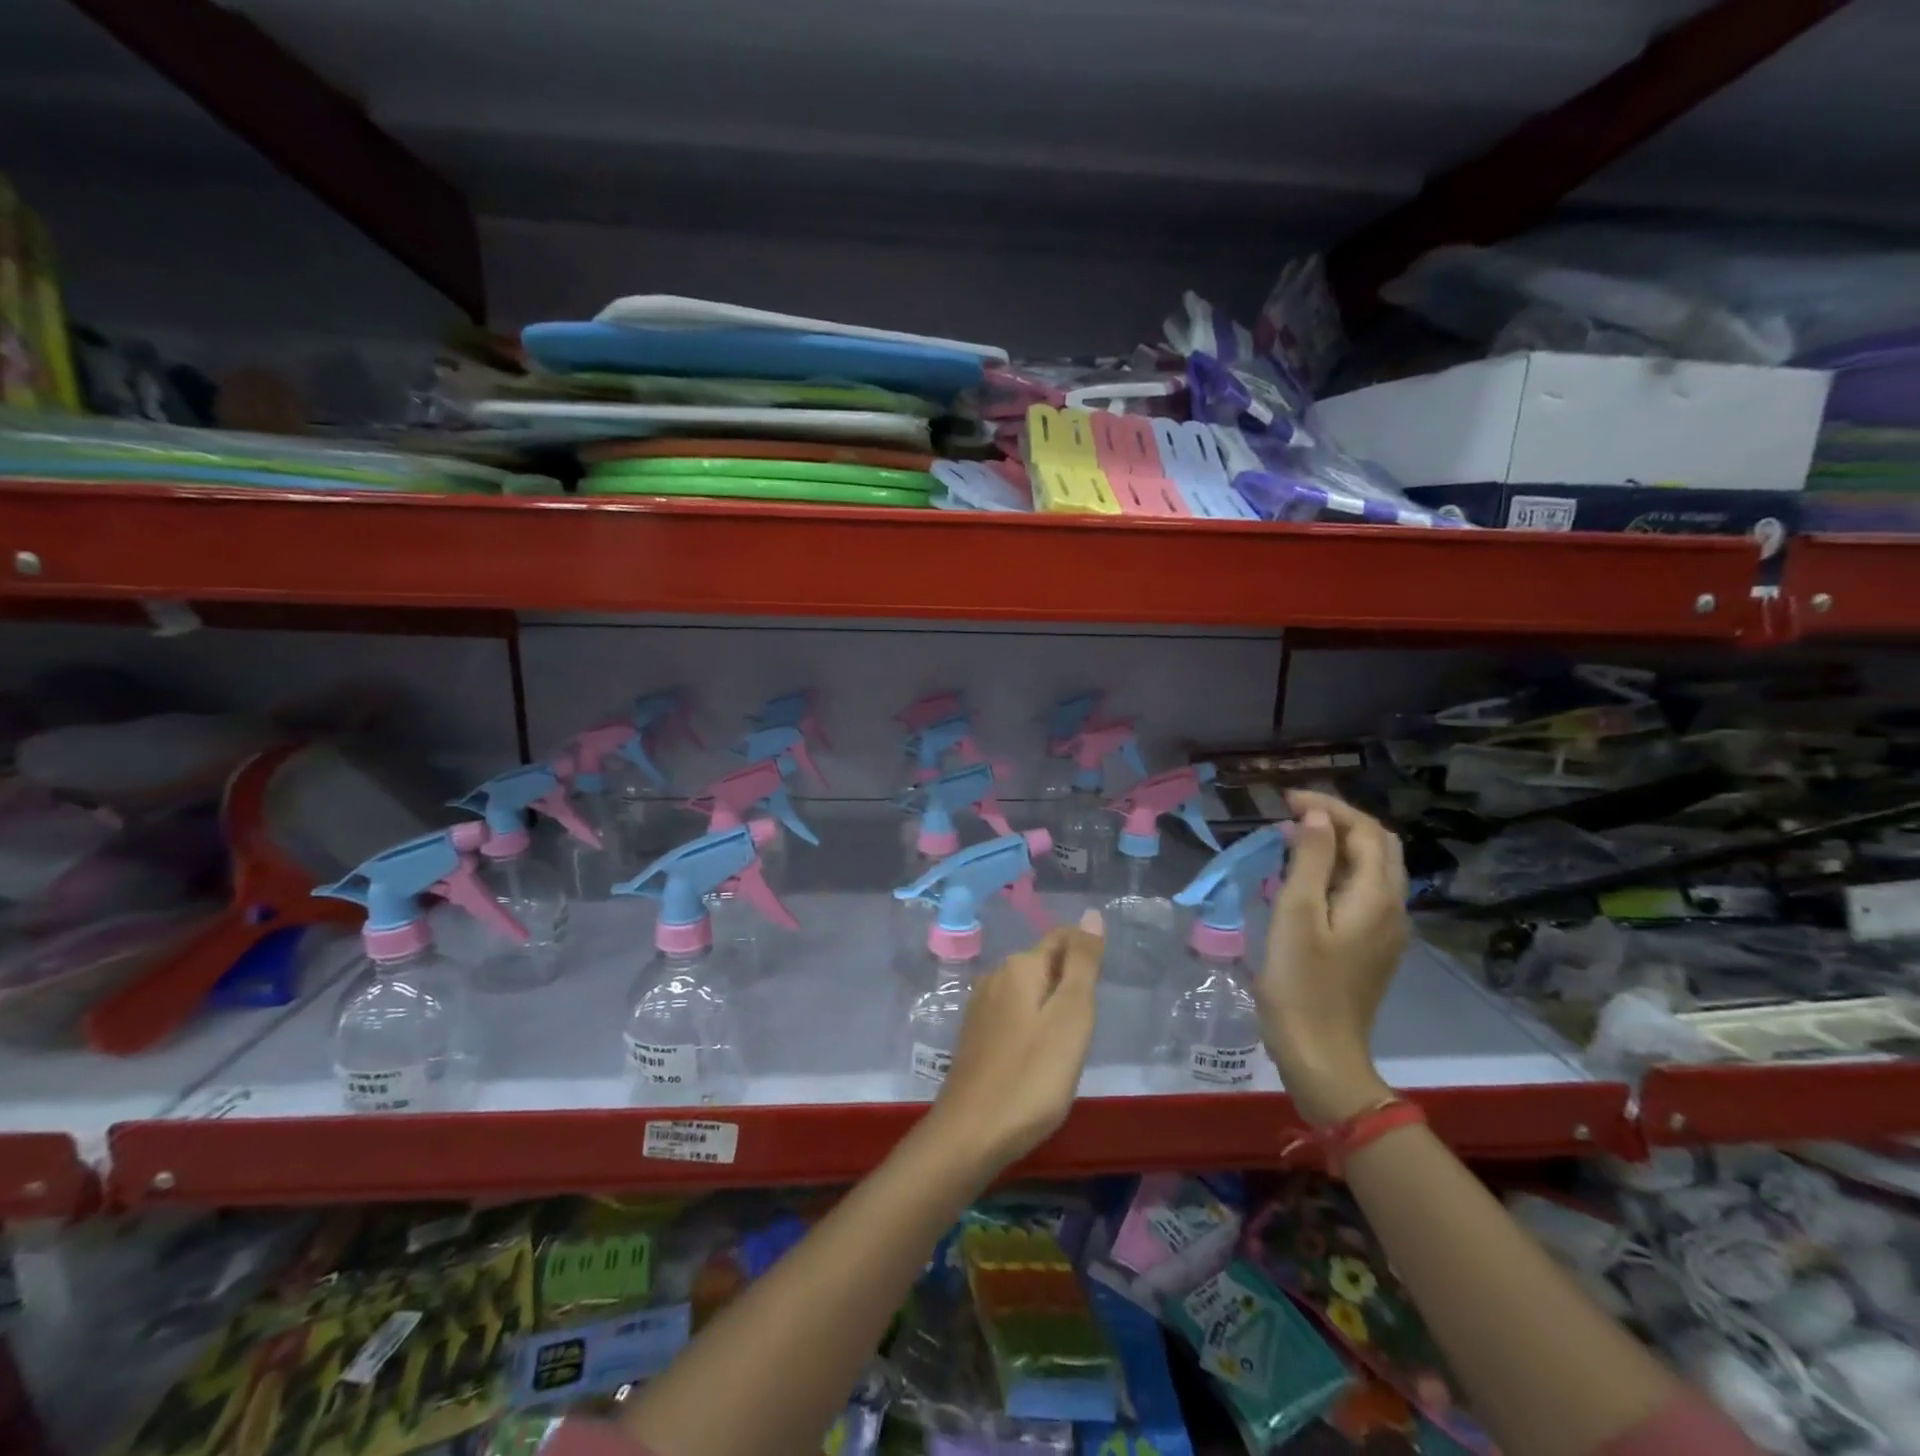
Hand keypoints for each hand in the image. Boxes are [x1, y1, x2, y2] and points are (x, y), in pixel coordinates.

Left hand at [926, 910, 1105, 1173]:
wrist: (972, 1133)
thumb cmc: (1032, 1075)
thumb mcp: (1071, 1016)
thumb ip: (1083, 963)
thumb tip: (1091, 914)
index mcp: (1019, 966)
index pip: (1061, 938)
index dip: (1086, 955)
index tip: (1102, 988)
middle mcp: (995, 976)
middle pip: (1044, 963)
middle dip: (1069, 981)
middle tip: (1088, 1023)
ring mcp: (980, 1006)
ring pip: (1028, 990)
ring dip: (1051, 1005)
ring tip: (1068, 1042)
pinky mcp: (975, 1034)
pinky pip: (1013, 1014)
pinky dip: (1033, 1024)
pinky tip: (1039, 1055)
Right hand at [1259, 790, 1408, 1125]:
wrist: (1321, 1053)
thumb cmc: (1301, 983)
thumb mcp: (1297, 914)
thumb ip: (1311, 860)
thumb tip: (1316, 816)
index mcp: (1376, 897)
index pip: (1365, 831)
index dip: (1329, 807)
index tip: (1285, 800)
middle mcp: (1392, 908)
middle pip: (1378, 846)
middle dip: (1339, 820)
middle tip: (1293, 814)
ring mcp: (1386, 930)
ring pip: (1373, 869)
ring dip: (1339, 844)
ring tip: (1295, 839)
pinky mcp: (1372, 947)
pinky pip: (1363, 891)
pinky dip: (1339, 870)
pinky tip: (1307, 879)